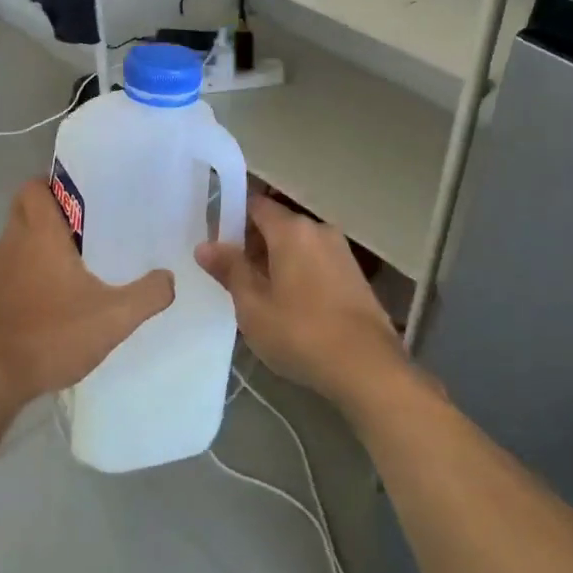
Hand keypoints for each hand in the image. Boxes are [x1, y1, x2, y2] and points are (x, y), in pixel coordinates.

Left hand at [0, 180, 174, 410]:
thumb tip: (168, 278)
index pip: (34, 187)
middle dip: (49, 216)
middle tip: (83, 233)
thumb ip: (147, 295)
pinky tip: (45, 307)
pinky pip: (4, 275)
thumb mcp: (112, 318)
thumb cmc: (50, 336)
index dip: (53, 186)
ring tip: (69, 272)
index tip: (80, 199)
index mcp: (38, 234)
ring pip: (14, 244)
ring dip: (36, 250)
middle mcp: (9, 243)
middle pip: (24, 211)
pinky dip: (22, 280)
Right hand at [196, 195, 408, 412]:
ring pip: (297, 244)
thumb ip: (230, 270)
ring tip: (257, 292)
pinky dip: (298, 271)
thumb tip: (205, 246)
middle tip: (230, 272)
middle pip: (277, 223)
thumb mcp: (253, 306)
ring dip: (275, 259)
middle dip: (252, 242)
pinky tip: (288, 303)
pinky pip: (316, 260)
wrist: (367, 368)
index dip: (231, 216)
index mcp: (291, 230)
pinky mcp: (354, 275)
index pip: (255, 204)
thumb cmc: (301, 333)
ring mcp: (341, 251)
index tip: (214, 239)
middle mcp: (318, 230)